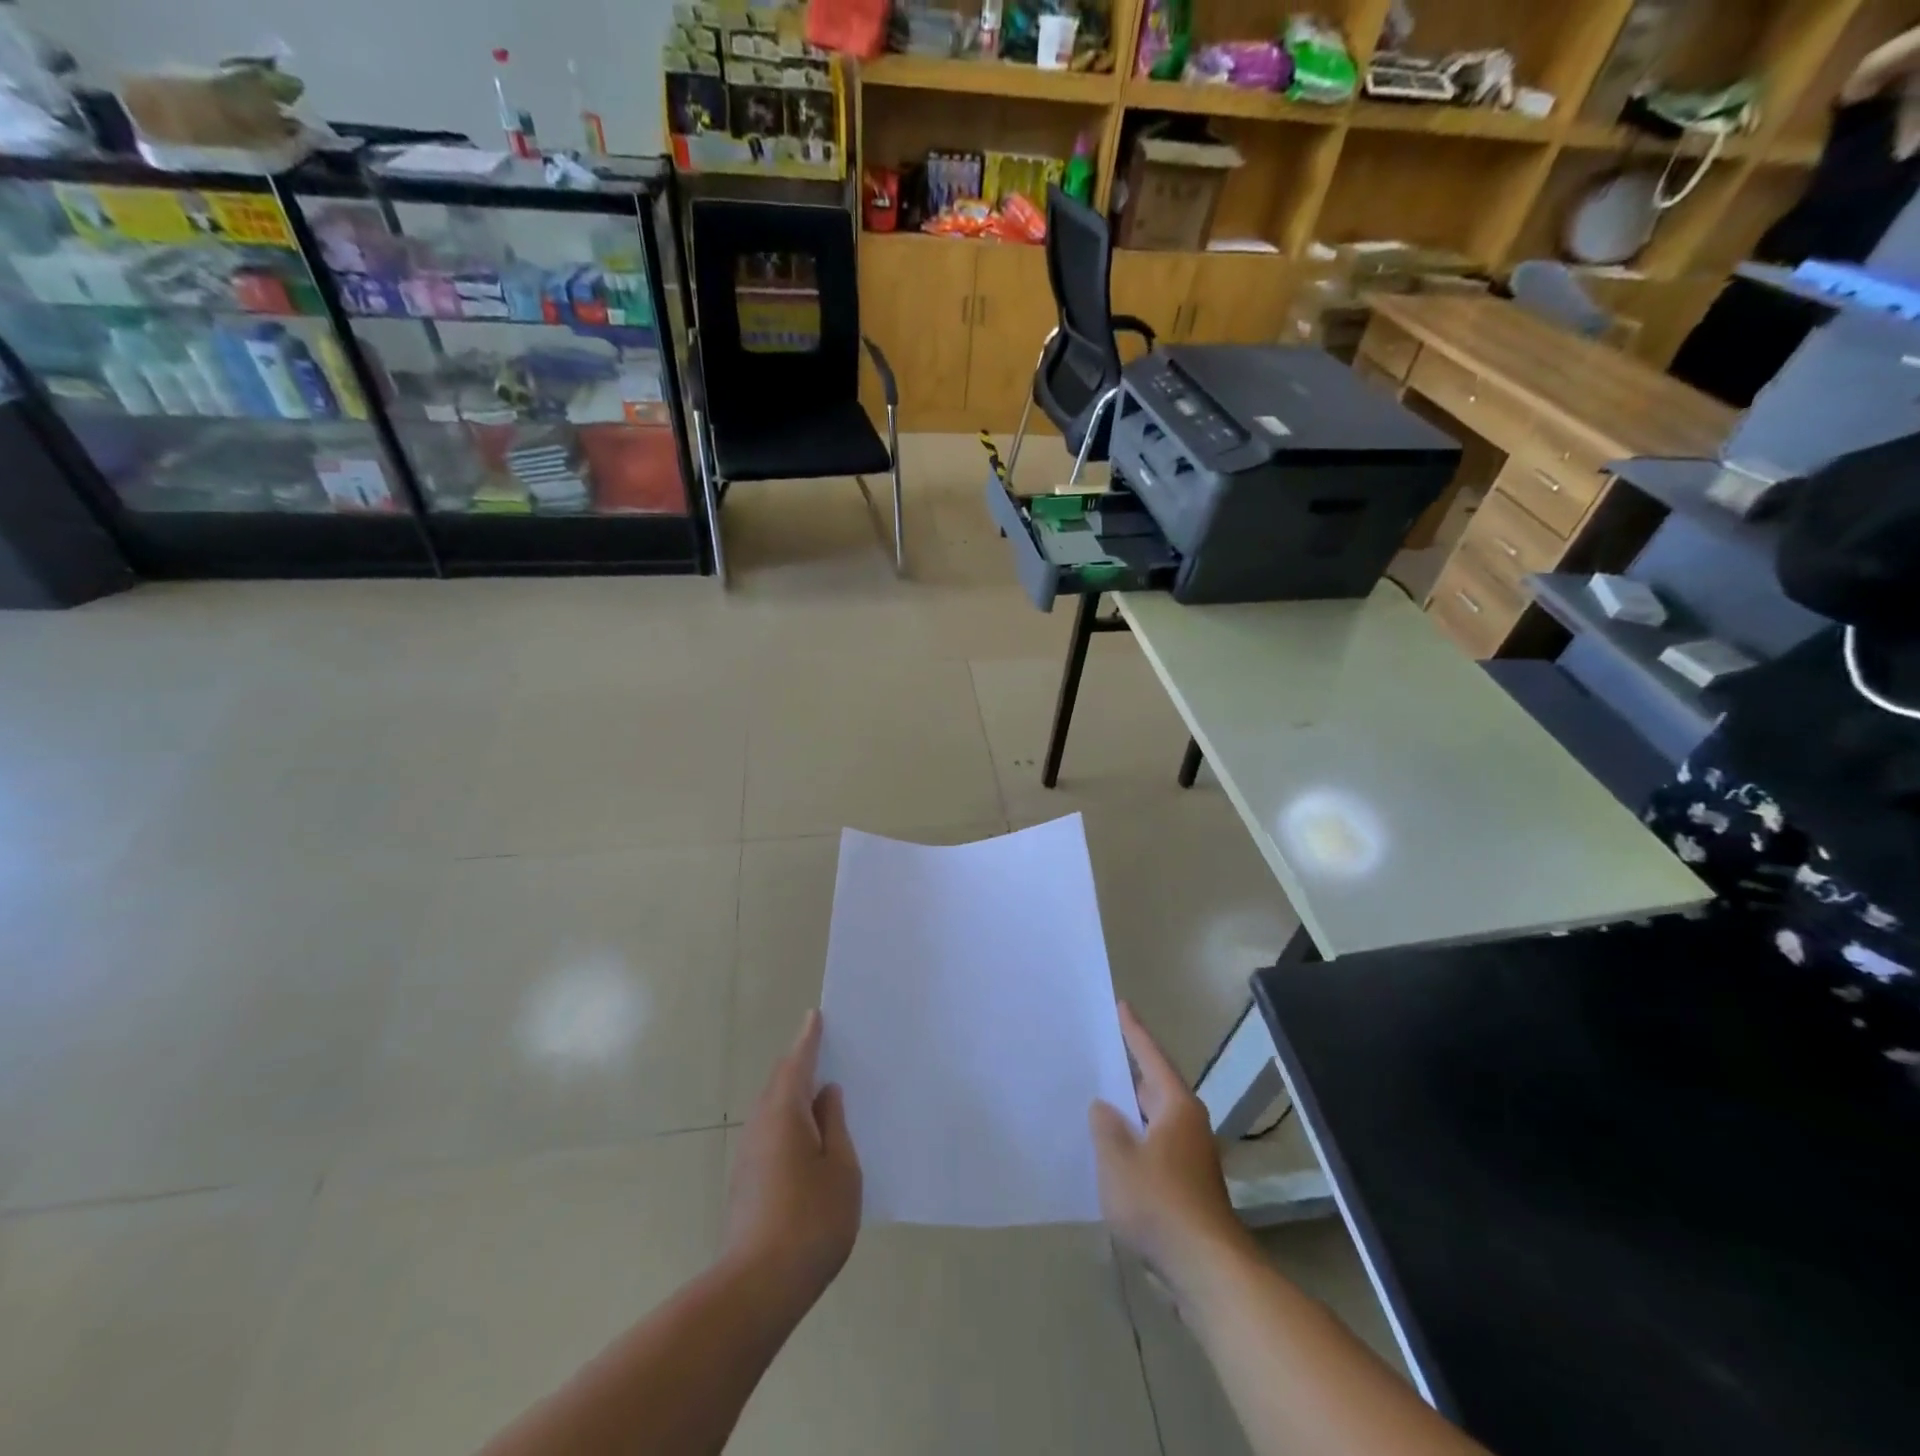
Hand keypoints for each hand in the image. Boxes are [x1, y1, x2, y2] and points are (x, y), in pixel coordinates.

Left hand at [723, 1010, 861, 1308]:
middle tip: (826, 1051)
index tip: (815, 1016)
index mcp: (785, 1113)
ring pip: (774, 1110)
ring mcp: (749, 1155)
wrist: (757, 1288)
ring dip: (795, 1096)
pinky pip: (771, 1133)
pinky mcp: (746, 1182)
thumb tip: (826, 1095)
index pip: (797, 1062)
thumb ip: (835, 1125)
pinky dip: (790, 1122)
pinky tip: (809, 1140)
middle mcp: (760, 1125)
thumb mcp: (841, 1169)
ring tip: (823, 1094)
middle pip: (781, 1083)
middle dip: (801, 1065)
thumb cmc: (811, 1221)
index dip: (809, 1039)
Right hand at [1090, 1002, 1243, 1288]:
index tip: (1121, 1005)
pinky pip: (1152, 1148)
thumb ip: (1106, 1126)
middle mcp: (1187, 1125)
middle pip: (1154, 1087)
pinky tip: (1110, 1151)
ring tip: (1097, 1097)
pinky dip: (1132, 1141)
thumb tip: (1104, 1107)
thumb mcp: (1118, 1158)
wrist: (1205, 1269)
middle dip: (1128, 1071)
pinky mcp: (1185, 1187)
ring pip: (1152, 1121)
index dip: (1134, 1031)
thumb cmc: (1160, 1202)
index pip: (1151, 1057)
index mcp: (1176, 1106)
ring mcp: (1188, 1158)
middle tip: (1100, 1050)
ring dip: (1128, 1110)